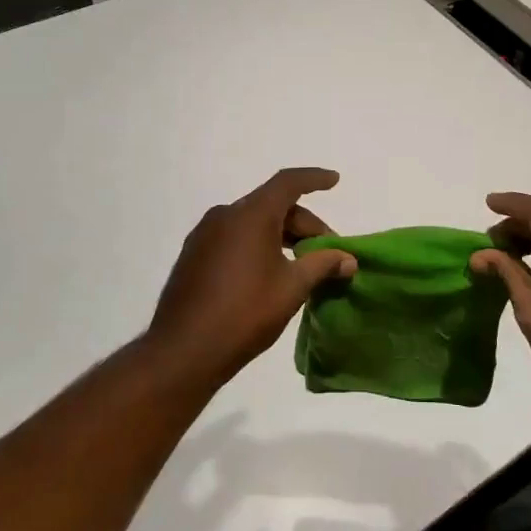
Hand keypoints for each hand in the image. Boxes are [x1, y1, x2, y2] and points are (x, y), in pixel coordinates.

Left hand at [148, 168, 356, 381]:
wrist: (182, 352)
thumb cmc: (245, 313)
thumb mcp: (292, 287)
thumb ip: (322, 265)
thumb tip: (348, 259)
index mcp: (250, 215)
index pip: (288, 183)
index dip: (314, 179)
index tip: (334, 180)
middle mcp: (224, 215)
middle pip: (272, 205)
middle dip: (304, 223)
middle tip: (327, 251)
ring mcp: (204, 235)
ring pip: (252, 222)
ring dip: (281, 235)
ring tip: (302, 263)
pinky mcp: (193, 256)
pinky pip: (234, 237)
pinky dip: (258, 244)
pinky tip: (270, 272)